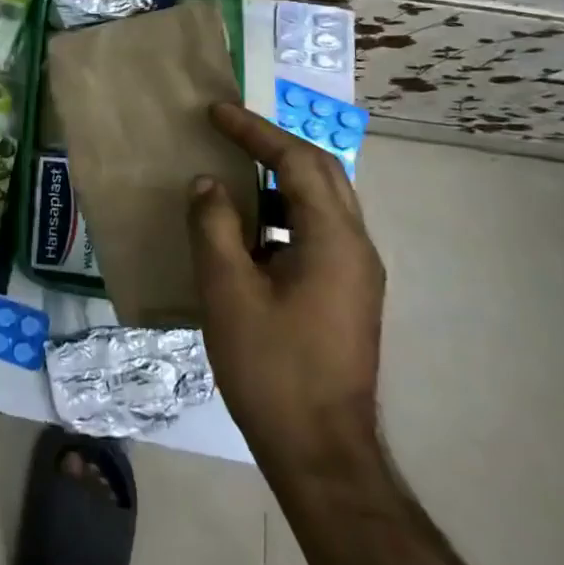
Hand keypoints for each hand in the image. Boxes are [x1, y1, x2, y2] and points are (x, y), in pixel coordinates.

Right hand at [188, 102, 384, 482]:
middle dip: (273, 145)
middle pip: (320, 173)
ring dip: (278, 178)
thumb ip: (214, 226)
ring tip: (233, 170)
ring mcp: (356, 273)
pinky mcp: (347, 294)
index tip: (216, 112)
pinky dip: (282, 213)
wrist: (320, 452)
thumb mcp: (228, 291)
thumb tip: (207, 184)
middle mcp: (356, 247)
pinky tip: (246, 230)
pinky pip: (317, 232)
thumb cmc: (271, 367)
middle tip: (228, 130)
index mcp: (333, 240)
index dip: (255, 131)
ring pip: (322, 203)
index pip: (297, 162)